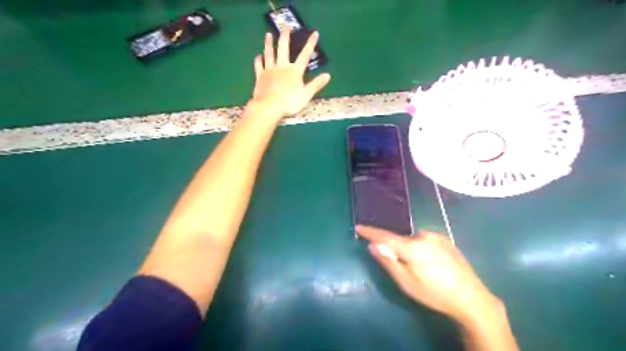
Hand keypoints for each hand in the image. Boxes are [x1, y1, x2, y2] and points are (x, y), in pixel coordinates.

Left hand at [250, 28, 332, 118]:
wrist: (269, 107)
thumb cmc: (289, 103)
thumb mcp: (306, 95)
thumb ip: (316, 84)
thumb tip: (328, 75)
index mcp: (294, 71)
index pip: (305, 55)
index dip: (310, 44)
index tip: (315, 33)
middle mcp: (282, 67)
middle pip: (283, 48)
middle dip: (285, 36)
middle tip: (286, 26)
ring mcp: (269, 70)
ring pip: (269, 53)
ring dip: (269, 43)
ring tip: (268, 35)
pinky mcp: (260, 76)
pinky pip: (258, 65)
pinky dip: (258, 59)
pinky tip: (258, 55)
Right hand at [357, 227, 502, 324]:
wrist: (472, 299)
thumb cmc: (434, 294)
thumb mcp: (406, 283)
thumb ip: (389, 261)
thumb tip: (373, 245)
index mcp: (412, 247)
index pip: (385, 236)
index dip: (371, 232)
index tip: (359, 227)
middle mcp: (424, 236)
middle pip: (400, 238)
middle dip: (395, 247)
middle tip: (400, 266)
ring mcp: (437, 236)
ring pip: (413, 239)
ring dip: (409, 248)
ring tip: (419, 268)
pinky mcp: (446, 240)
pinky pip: (424, 240)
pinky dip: (420, 247)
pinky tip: (430, 264)